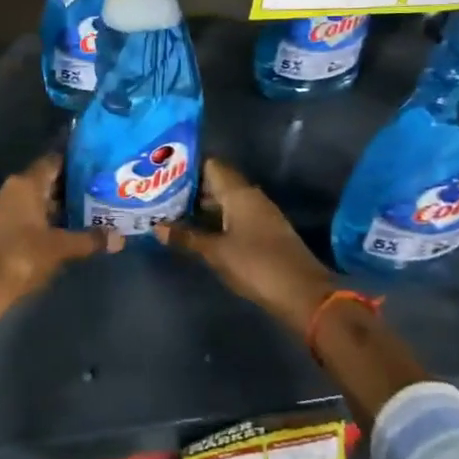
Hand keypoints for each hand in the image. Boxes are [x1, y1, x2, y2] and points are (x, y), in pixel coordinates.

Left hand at [0, 153, 120, 304]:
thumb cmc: (22, 255)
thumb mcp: (61, 247)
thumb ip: (90, 239)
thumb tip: (120, 239)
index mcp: (25, 184)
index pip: (54, 162)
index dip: (75, 163)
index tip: (97, 167)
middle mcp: (11, 189)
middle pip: (46, 181)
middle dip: (71, 187)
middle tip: (99, 191)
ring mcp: (2, 209)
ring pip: (36, 200)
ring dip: (58, 206)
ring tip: (88, 211)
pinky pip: (26, 215)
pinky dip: (44, 220)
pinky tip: (63, 231)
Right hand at [155, 159, 333, 333]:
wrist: (303, 293)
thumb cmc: (256, 265)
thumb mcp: (215, 252)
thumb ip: (186, 237)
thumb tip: (156, 226)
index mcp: (239, 193)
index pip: (211, 165)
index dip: (187, 166)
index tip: (162, 172)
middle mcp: (251, 197)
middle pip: (217, 182)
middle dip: (190, 189)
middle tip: (160, 195)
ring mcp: (260, 215)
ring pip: (226, 201)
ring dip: (202, 207)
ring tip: (172, 213)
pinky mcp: (264, 232)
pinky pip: (235, 216)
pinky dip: (216, 220)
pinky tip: (198, 232)